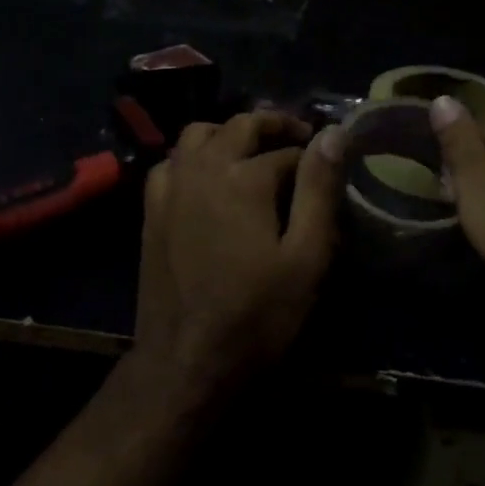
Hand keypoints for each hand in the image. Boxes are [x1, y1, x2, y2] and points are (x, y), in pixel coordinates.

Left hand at [134, 112, 346, 397]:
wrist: (185, 360)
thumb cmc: (256, 315)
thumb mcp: (305, 258)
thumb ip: (319, 191)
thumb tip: (334, 134)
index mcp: (243, 177)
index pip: (287, 150)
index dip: (314, 156)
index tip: (331, 167)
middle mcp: (201, 169)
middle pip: (239, 126)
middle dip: (273, 125)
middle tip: (300, 139)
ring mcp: (170, 187)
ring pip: (197, 134)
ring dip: (228, 133)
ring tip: (253, 151)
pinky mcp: (151, 210)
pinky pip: (170, 162)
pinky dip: (193, 156)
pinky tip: (207, 178)